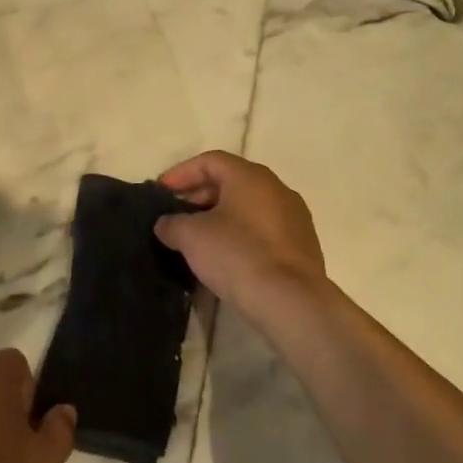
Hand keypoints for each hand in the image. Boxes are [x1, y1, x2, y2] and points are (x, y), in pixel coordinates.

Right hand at [154, 151, 331, 324]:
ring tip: (197, 239)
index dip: (181, 173)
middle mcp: (277, 188)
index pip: (210, 161)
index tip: (161, 192)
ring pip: (248, 207)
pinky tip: (225, 257)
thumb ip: (172, 223)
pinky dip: (240, 234)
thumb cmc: (236, 255)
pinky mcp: (302, 245)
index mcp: (250, 177)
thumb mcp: (191, 236)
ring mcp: (294, 217)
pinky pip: (263, 229)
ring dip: (220, 217)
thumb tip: (167, 224)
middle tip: (176, 216)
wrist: (290, 301)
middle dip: (199, 196)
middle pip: (231, 182)